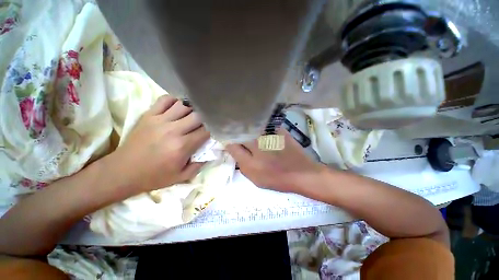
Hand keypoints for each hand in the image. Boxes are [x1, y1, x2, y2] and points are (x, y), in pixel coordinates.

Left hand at [110, 95, 209, 192]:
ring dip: (192, 109)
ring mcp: (160, 120)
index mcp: (182, 146)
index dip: (212, 131)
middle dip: (205, 119)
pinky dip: (175, 100)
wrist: (123, 171)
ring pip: (184, 105)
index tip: (211, 132)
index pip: (205, 131)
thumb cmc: (155, 176)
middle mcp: (173, 130)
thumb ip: (199, 164)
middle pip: (198, 116)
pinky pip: (165, 100)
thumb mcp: (182, 177)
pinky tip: (178, 107)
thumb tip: (210, 152)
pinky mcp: (149, 115)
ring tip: (193, 114)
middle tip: (204, 123)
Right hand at [226, 129, 324, 192]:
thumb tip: (234, 150)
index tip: (228, 138)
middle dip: (237, 133)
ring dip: (248, 129)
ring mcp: (269, 138)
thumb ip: (242, 165)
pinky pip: (265, 126)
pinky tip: (262, 130)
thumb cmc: (278, 180)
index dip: (228, 141)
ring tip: (249, 131)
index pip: (232, 146)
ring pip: (252, 128)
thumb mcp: (256, 179)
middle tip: (237, 133)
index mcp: (251, 164)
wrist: (302, 173)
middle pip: (241, 134)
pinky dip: (261, 127)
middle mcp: (258, 148)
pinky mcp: (279, 132)